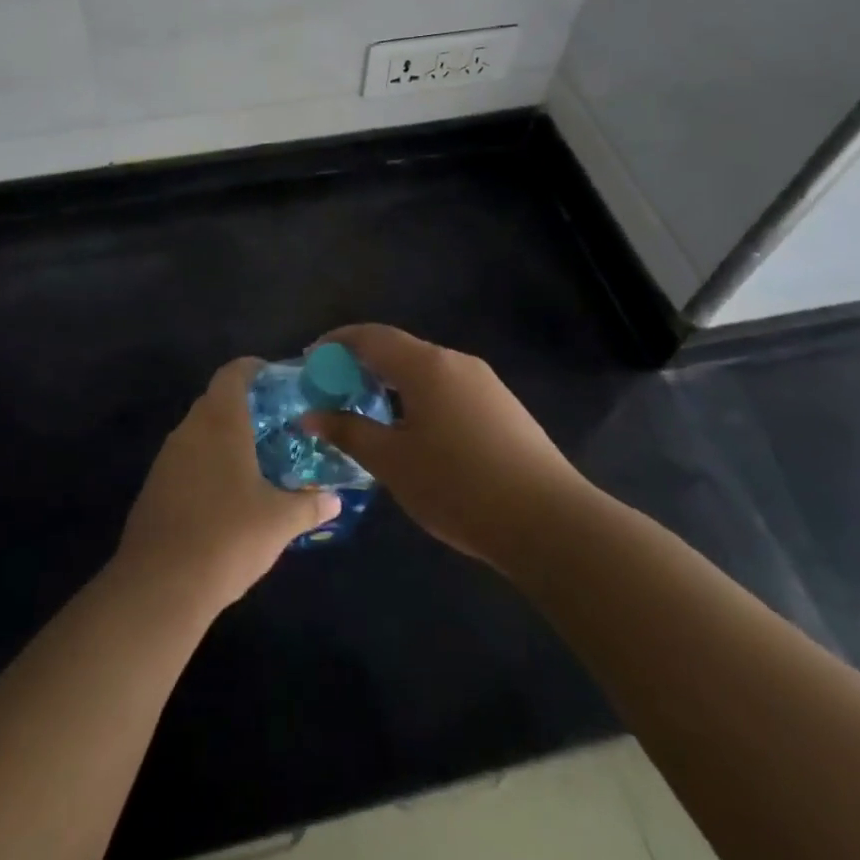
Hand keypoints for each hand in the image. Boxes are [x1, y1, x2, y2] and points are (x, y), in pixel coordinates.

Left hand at [114, 358, 340, 615]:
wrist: (160, 585)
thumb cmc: (228, 537)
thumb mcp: (279, 522)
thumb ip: (309, 505)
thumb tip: (334, 500)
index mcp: (220, 422)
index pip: (233, 374)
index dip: (253, 369)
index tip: (275, 378)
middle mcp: (190, 430)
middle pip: (215, 401)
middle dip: (244, 407)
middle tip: (276, 424)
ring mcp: (167, 458)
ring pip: (199, 432)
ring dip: (223, 437)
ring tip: (255, 459)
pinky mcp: (154, 486)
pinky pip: (185, 460)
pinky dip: (206, 463)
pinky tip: (226, 493)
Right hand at [300, 324, 585, 573]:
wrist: (550, 522)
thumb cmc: (458, 487)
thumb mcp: (392, 462)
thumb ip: (349, 431)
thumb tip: (310, 414)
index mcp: (426, 365)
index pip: (370, 336)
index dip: (336, 343)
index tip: (312, 360)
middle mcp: (456, 361)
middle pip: (399, 349)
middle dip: (362, 364)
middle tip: (336, 390)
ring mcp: (485, 382)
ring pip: (425, 370)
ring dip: (392, 382)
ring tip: (371, 413)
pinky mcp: (503, 406)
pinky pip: (448, 387)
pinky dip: (419, 396)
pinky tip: (416, 432)